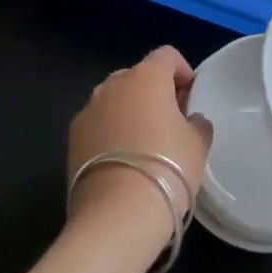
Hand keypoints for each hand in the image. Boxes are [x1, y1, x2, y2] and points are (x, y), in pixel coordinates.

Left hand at [68, 47, 213, 256]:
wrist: (117, 216)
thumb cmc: (168, 169)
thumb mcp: (198, 143)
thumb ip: (197, 121)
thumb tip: (189, 119)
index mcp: (147, 76)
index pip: (167, 56)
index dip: (183, 72)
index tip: (191, 98)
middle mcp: (113, 85)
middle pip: (138, 75)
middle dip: (154, 92)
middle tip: (170, 121)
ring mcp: (88, 110)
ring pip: (115, 99)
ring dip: (130, 111)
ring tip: (144, 144)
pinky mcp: (72, 138)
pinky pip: (98, 123)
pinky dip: (110, 132)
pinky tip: (122, 161)